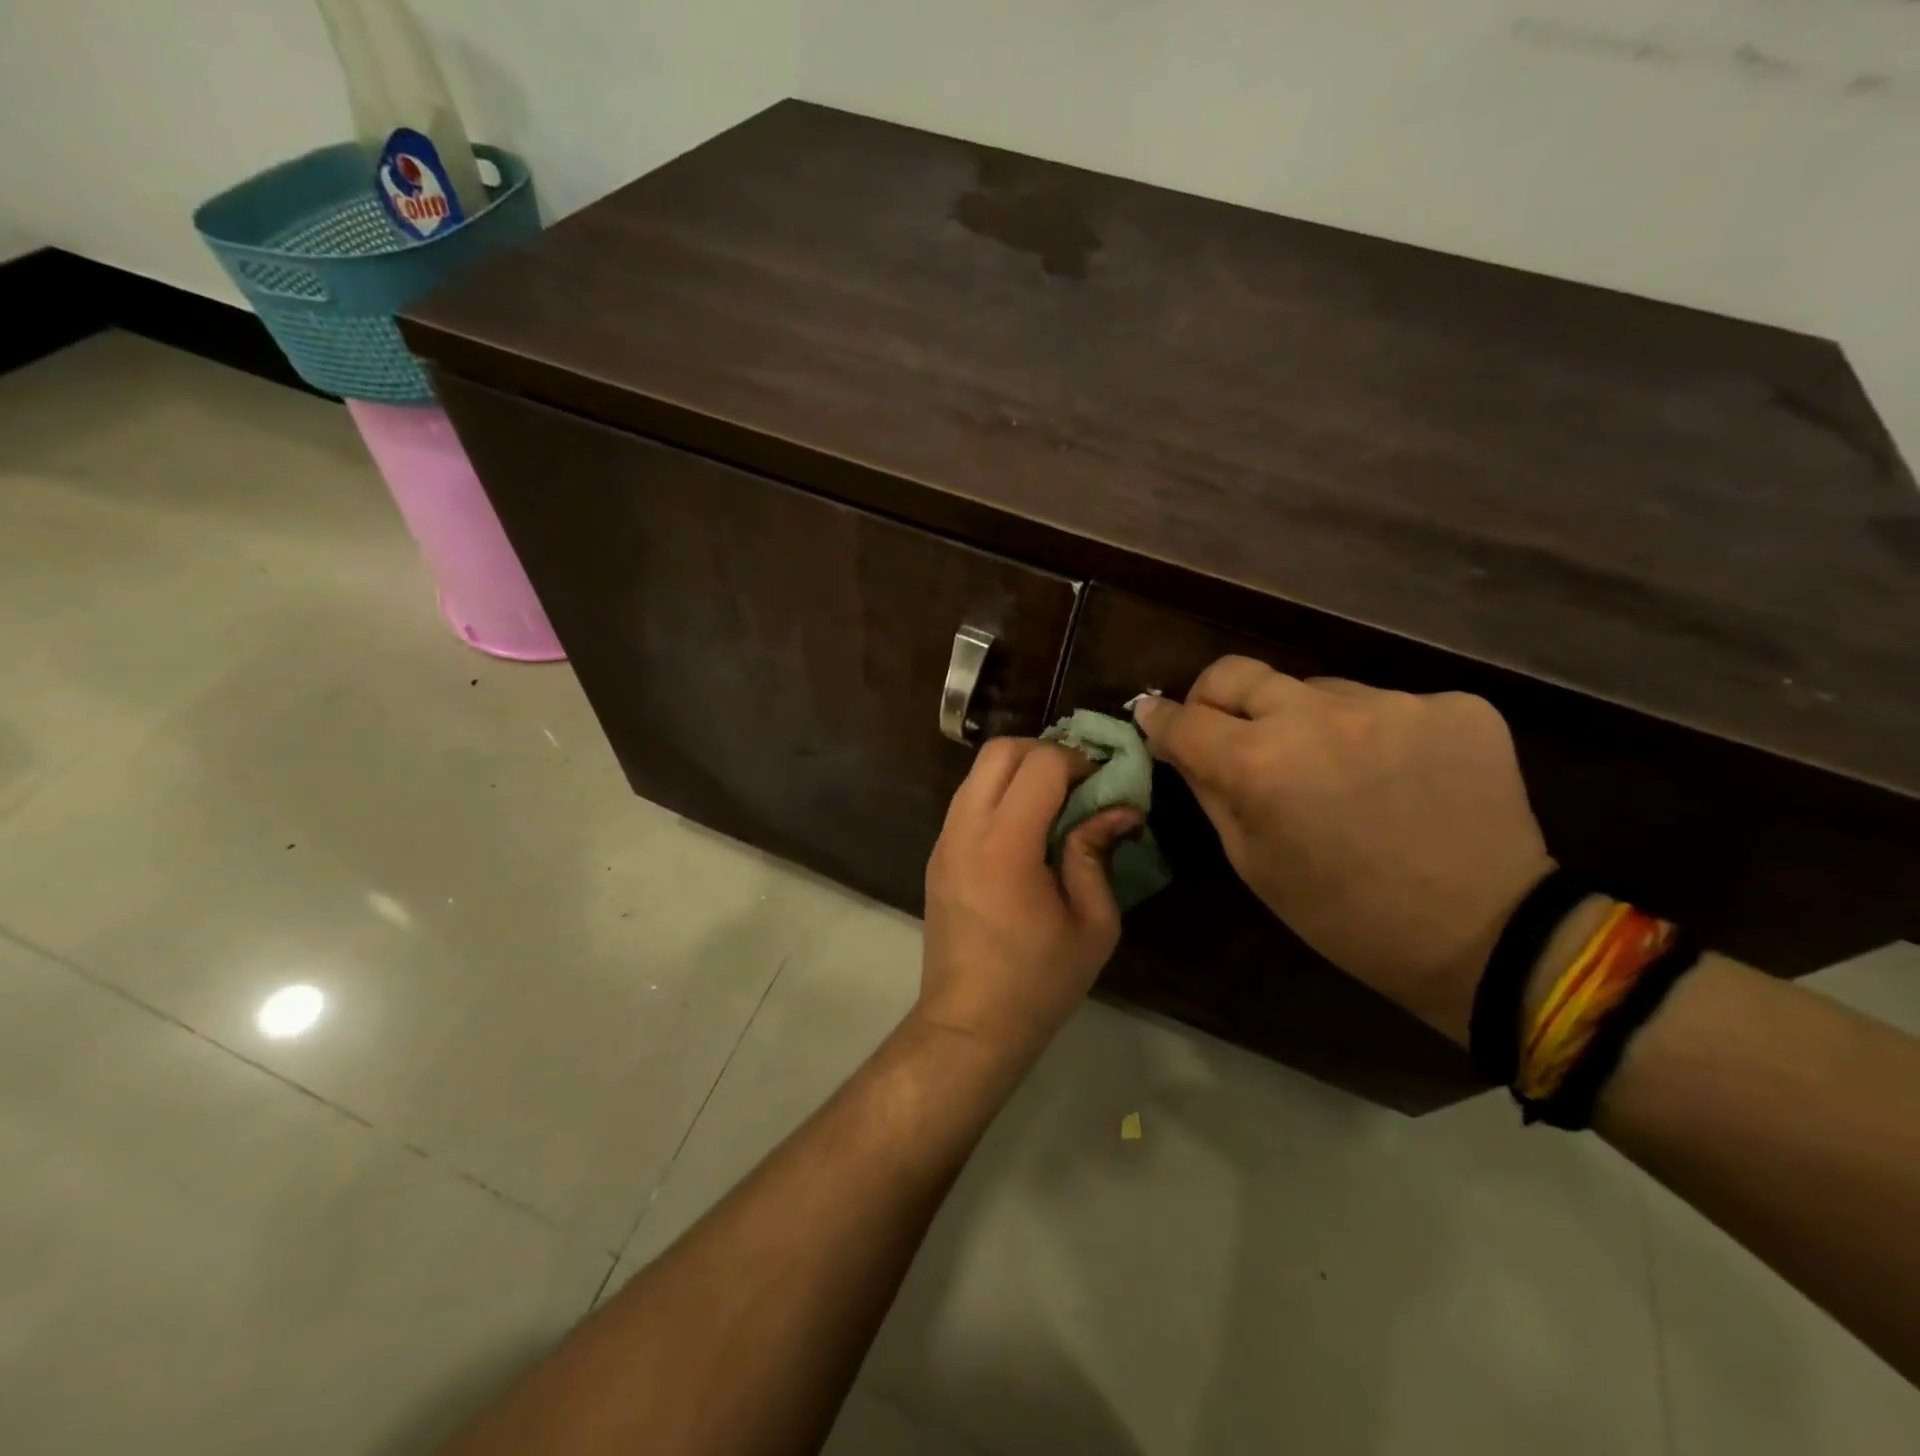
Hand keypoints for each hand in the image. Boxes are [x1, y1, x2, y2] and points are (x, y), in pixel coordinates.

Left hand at [918, 739, 1140, 1065]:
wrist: (969, 1023)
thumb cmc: (1039, 982)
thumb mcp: (1092, 924)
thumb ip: (1097, 854)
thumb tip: (1119, 809)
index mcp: (1006, 846)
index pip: (1039, 765)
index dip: (1077, 761)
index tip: (1102, 783)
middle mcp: (966, 830)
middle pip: (998, 751)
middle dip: (1043, 752)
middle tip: (1077, 781)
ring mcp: (943, 841)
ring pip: (978, 772)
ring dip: (1018, 771)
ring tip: (1054, 802)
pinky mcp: (936, 855)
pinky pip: (967, 800)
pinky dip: (998, 794)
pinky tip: (1025, 829)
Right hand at [1136, 658, 1552, 1045]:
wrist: (1487, 936)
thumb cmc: (1344, 916)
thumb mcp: (1254, 863)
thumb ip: (1211, 791)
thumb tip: (1181, 744)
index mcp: (1259, 765)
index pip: (1184, 718)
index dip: (1160, 719)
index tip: (1154, 719)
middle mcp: (1318, 716)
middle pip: (1236, 673)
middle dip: (1214, 698)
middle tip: (1225, 728)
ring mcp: (1392, 703)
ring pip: (1316, 690)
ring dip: (1306, 721)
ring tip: (1335, 770)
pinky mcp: (1454, 705)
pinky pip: (1384, 704)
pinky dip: (1374, 732)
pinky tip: (1396, 775)